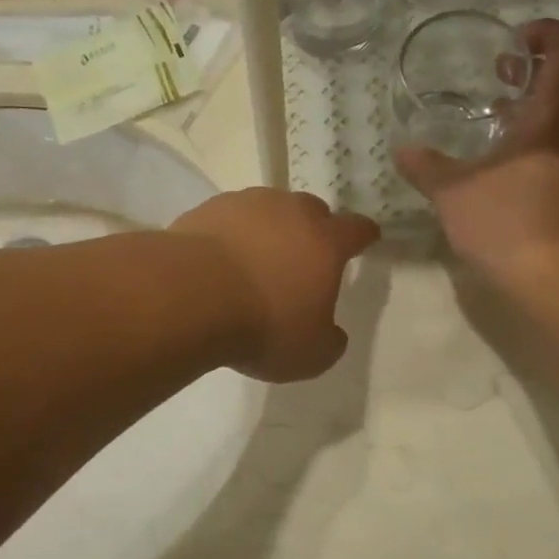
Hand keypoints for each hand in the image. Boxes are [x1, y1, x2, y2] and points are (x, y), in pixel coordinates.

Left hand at [170, 189, 380, 381]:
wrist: (192, 295)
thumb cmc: (263, 325)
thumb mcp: (311, 354)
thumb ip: (329, 341)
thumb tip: (331, 332)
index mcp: (326, 242)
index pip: (356, 230)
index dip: (363, 235)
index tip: (366, 238)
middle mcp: (290, 212)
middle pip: (312, 211)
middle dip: (314, 229)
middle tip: (305, 254)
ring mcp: (246, 204)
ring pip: (268, 209)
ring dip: (269, 229)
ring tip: (257, 257)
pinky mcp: (208, 209)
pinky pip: (229, 219)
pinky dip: (231, 234)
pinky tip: (220, 259)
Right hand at [395, 19, 558, 282]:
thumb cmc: (507, 223)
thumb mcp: (453, 193)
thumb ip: (427, 167)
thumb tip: (403, 149)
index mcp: (556, 115)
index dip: (548, 34)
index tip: (515, 43)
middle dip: (533, 75)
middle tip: (498, 79)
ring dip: (535, 113)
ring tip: (495, 127)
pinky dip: (541, 144)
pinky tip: (508, 170)